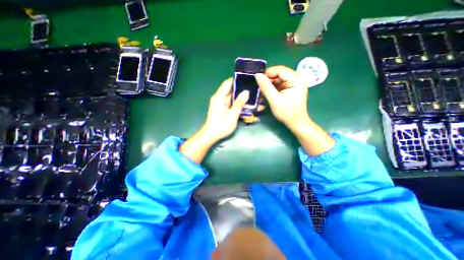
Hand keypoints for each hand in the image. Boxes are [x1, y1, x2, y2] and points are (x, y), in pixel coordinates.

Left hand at [179, 80, 250, 164]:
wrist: (211, 137)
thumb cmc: (220, 126)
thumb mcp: (232, 115)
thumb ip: (239, 103)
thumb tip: (246, 92)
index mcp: (219, 97)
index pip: (228, 83)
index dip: (238, 80)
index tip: (249, 80)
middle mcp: (221, 99)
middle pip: (234, 92)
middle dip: (245, 93)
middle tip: (257, 93)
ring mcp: (223, 105)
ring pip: (236, 101)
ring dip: (246, 103)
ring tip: (258, 104)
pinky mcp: (226, 111)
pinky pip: (235, 107)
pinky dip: (242, 109)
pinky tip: (252, 112)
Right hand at [256, 65, 308, 129]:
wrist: (296, 123)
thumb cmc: (287, 113)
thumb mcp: (275, 100)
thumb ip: (266, 87)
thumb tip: (257, 75)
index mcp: (296, 80)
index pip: (281, 70)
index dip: (269, 73)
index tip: (258, 80)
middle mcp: (296, 79)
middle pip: (280, 73)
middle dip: (268, 79)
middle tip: (260, 87)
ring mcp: (294, 84)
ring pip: (278, 78)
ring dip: (269, 84)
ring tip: (262, 91)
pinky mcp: (290, 89)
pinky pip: (279, 84)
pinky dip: (272, 88)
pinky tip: (267, 93)